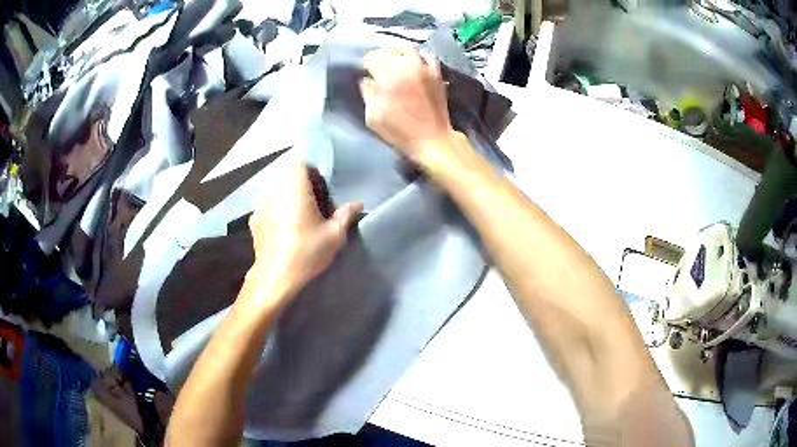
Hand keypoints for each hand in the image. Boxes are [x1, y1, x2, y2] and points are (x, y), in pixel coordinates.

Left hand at [244, 155, 362, 311]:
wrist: (275, 278)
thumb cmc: (307, 252)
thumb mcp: (334, 236)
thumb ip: (345, 215)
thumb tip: (358, 204)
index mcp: (295, 189)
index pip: (299, 162)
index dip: (310, 168)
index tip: (321, 182)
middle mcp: (275, 191)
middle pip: (286, 174)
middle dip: (300, 181)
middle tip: (314, 198)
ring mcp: (261, 205)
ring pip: (275, 189)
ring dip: (286, 195)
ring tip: (298, 213)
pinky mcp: (254, 220)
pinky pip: (267, 205)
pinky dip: (275, 209)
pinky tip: (282, 227)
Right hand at [360, 47, 454, 162]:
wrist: (432, 139)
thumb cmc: (400, 131)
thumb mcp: (373, 116)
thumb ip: (368, 94)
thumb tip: (367, 80)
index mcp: (388, 78)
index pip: (373, 57)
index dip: (367, 62)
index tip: (366, 69)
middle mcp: (406, 68)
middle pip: (390, 51)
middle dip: (382, 55)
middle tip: (380, 64)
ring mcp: (424, 69)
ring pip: (409, 49)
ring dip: (400, 53)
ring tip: (397, 62)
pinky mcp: (437, 74)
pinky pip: (429, 56)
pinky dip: (420, 57)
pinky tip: (416, 64)